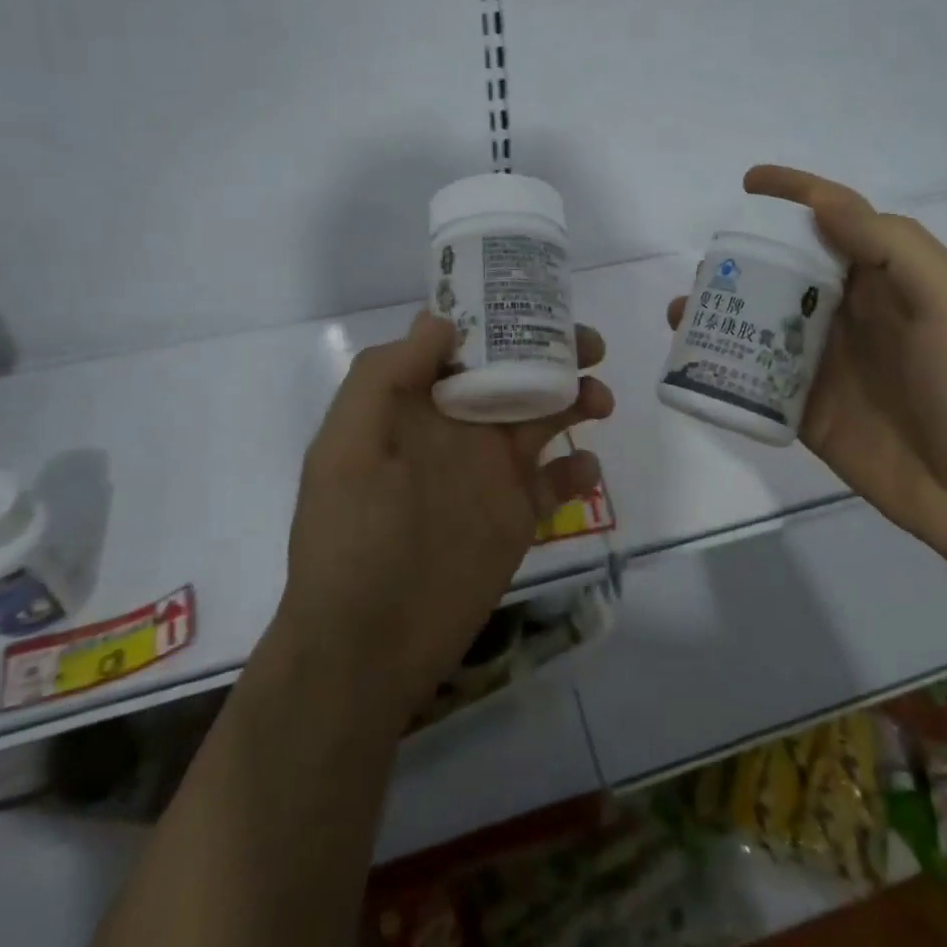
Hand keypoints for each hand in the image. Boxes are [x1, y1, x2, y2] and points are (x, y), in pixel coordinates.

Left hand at [278, 312, 612, 723]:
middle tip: (592, 345)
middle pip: (515, 373)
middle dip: (555, 352)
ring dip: (576, 399)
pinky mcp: (519, 516)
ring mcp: (492, 472)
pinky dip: (580, 469)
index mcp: (418, 405)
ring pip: (545, 417)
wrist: (367, 645)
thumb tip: (441, 321)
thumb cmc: (351, 539)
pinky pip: (558, 481)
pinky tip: (587, 468)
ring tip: (600, 400)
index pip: (464, 345)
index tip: (539, 301)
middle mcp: (460, 428)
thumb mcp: (346, 447)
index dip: (498, 318)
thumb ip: (385, 377)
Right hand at [670, 165, 946, 564]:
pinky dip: (725, 363)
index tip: (749, 183)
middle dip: (747, 257)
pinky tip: (694, 356)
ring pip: (765, 321)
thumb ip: (891, 248)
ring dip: (726, 309)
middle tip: (708, 261)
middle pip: (789, 269)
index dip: (795, 195)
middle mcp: (853, 313)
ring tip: (686, 308)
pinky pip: (757, 378)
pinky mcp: (805, 408)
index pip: (836, 221)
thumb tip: (824, 205)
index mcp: (890, 280)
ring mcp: (826, 363)